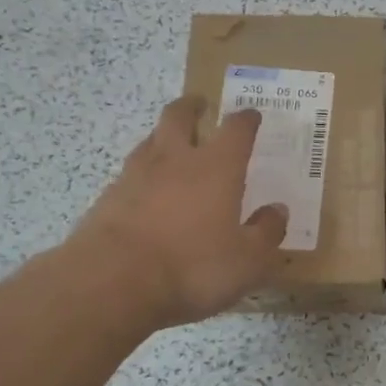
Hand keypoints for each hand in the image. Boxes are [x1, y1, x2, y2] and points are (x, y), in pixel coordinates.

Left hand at [64, 96, 287, 329]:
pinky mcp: (107, 199)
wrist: (111, 281)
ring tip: (172, 145)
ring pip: (150, 141)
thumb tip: (278, 210)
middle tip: (199, 105)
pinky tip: (146, 191)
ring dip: (163, 136)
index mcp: (217, 167)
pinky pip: (129, 175)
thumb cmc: (192, 266)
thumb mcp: (247, 260)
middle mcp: (175, 160)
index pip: (236, 129)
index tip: (252, 116)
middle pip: (179, 117)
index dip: (246, 120)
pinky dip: (142, 175)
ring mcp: (135, 176)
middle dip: (191, 107)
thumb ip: (266, 232)